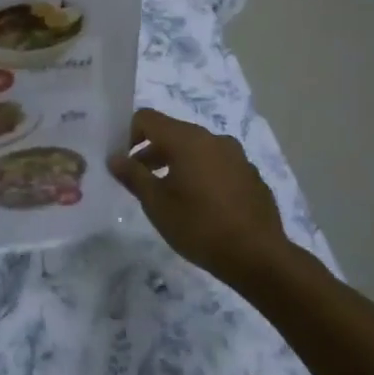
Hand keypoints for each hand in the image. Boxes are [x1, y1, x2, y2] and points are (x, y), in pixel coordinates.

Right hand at [108, 108, 291, 290]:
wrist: (258, 256)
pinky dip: (202, 175)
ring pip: (196, 149)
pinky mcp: (250, 175)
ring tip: (169, 195)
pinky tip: (201, 206)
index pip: (147, 118)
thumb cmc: (199, 226)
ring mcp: (236, 156)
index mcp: (187, 139)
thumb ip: (133, 176)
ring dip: (177, 164)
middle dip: (152, 152)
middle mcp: (213, 138)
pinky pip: (217, 165)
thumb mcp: (157, 204)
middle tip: (140, 181)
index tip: (123, 162)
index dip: (128, 134)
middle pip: (173, 133)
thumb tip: (114, 157)